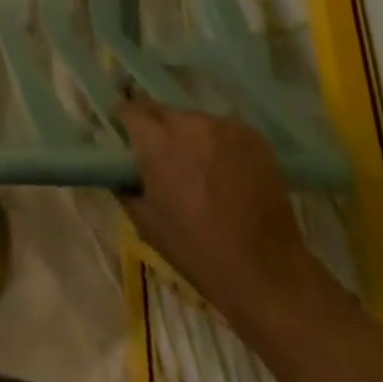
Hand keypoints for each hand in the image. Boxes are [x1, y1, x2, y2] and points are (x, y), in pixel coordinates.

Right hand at [119, 97, 326, 332]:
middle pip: (162, 111)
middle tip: (163, 156)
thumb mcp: (146, 222)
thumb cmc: (197, 251)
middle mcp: (188, 123)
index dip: (124, 120)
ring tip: (200, 168)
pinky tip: (227, 172)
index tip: (125, 135)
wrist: (266, 272)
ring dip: (189, 136)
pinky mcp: (252, 135)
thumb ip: (125, 184)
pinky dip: (219, 144)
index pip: (129, 109)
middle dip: (157, 128)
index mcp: (156, 142)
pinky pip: (223, 130)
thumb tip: (117, 167)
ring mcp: (223, 126)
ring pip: (194, 120)